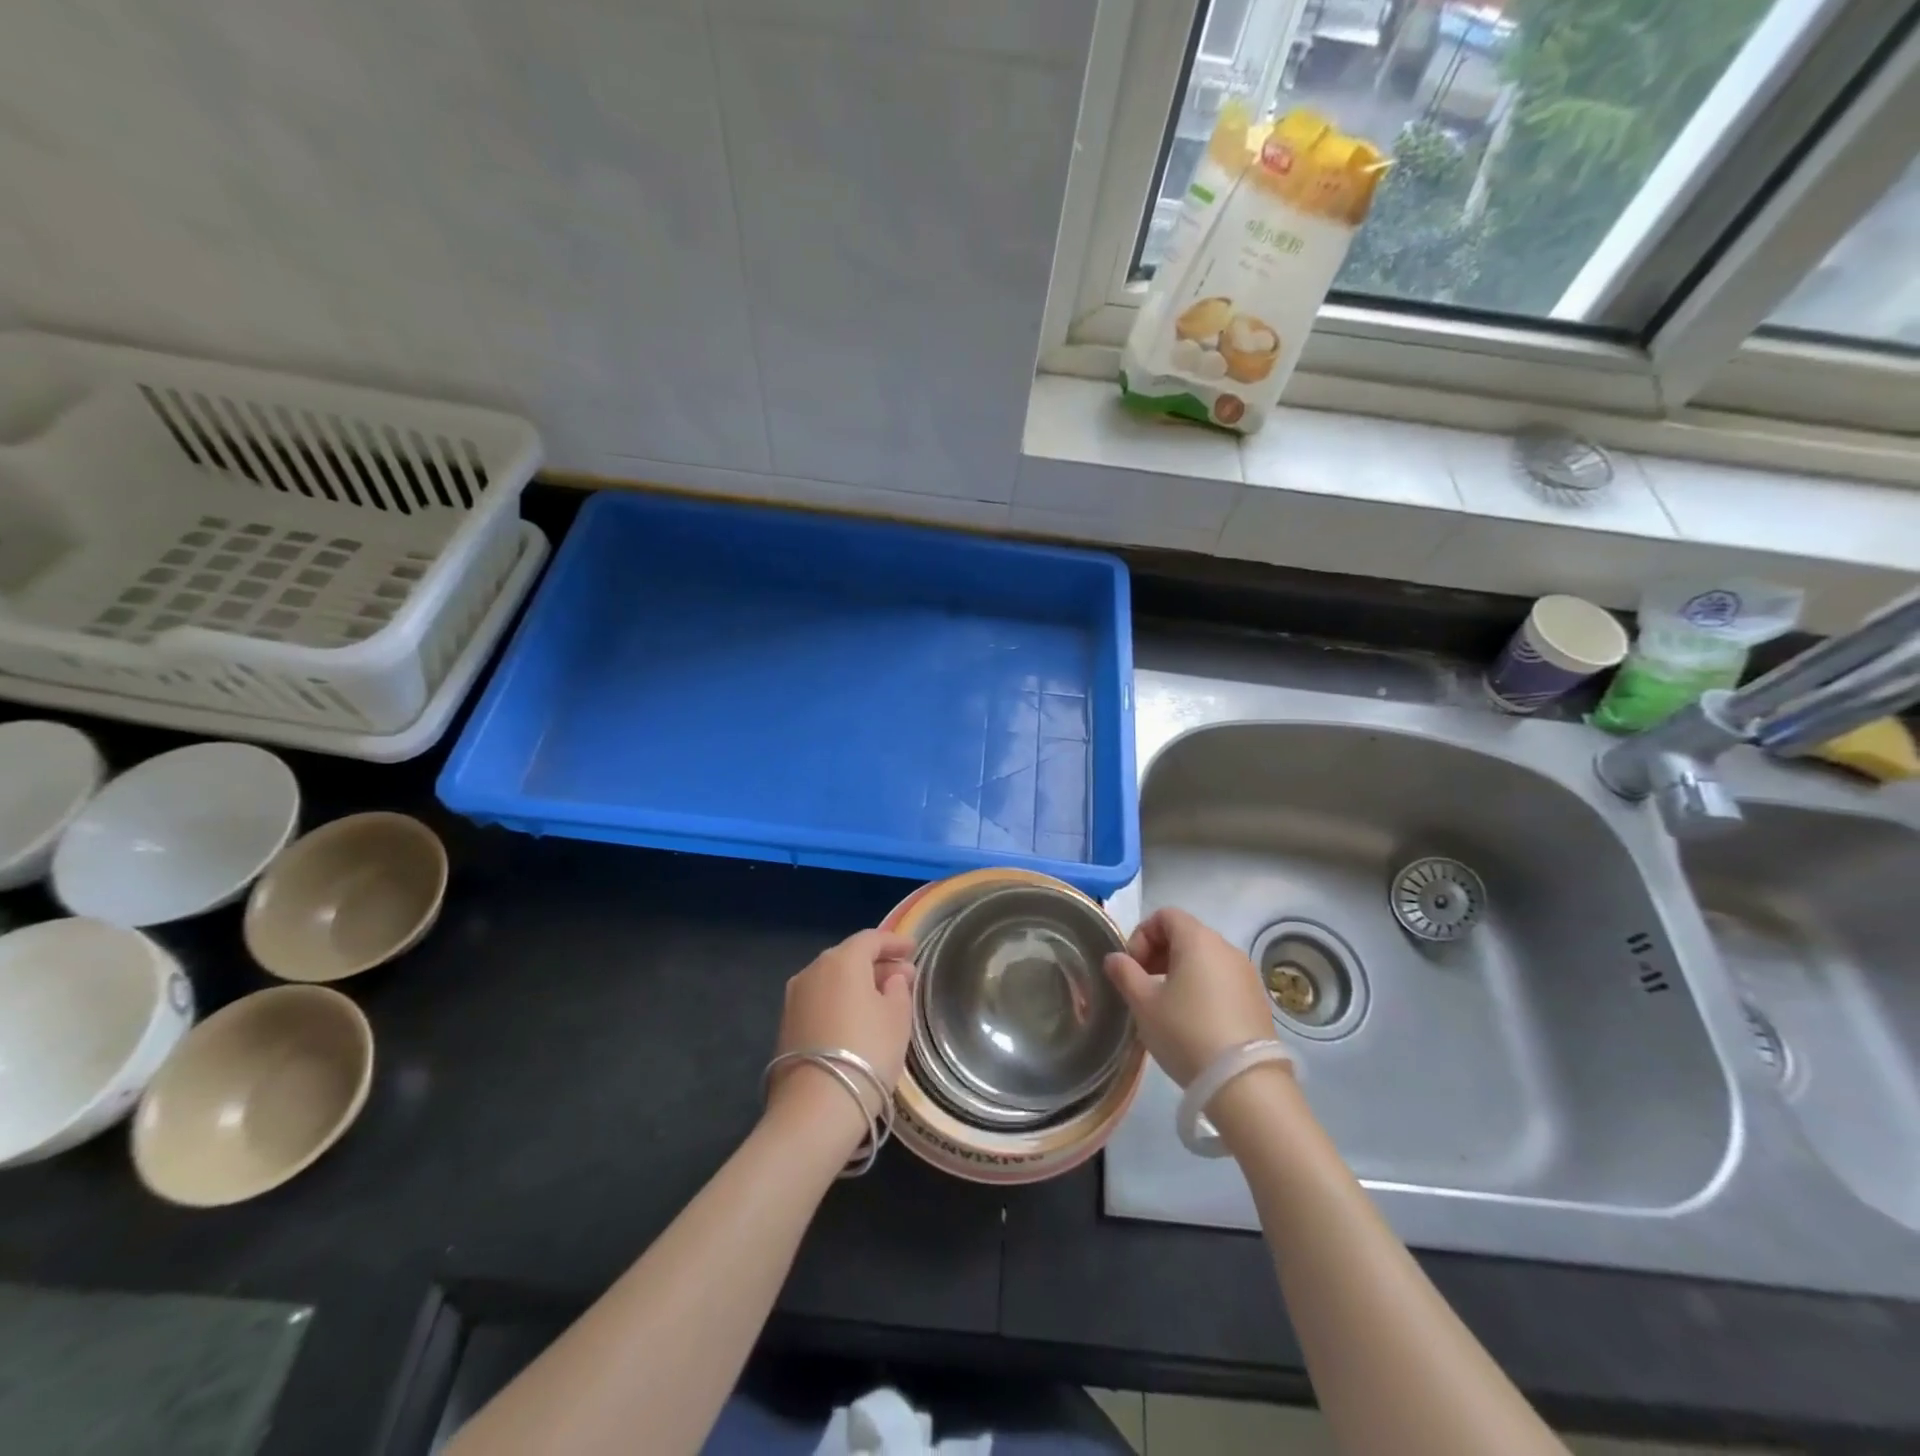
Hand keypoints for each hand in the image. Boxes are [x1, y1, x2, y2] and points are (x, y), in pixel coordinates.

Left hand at [767, 929, 916, 1136]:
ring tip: (881, 999)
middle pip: (849, 957)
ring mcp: (794, 998)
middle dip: (877, 964)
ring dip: (856, 984)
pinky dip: (839, 1001)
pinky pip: (820, 1000)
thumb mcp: (897, 1018)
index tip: (913, 949)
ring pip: (832, 979)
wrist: (815, 1107)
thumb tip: (892, 977)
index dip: (894, 942)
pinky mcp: (785, 1024)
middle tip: (902, 976)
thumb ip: (898, 989)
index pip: (871, 939)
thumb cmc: (867, 1052)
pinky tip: (855, 1019)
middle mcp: (813, 970)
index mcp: (842, 960)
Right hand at [1104, 908, 1274, 1086]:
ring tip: (1166, 1006)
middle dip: (1159, 954)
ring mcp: (1246, 973)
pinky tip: (1194, 1021)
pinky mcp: (1258, 999)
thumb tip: (1114, 958)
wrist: (1244, 1082)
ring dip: (1180, 972)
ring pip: (1205, 958)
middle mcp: (1226, 947)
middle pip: (1186, 934)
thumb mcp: (1143, 1004)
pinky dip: (1203, 988)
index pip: (1165, 915)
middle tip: (1143, 985)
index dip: (1142, 935)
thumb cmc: (1186, 1032)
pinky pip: (1222, 980)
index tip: (1132, 967)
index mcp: (1198, 939)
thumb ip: (1125, 974)